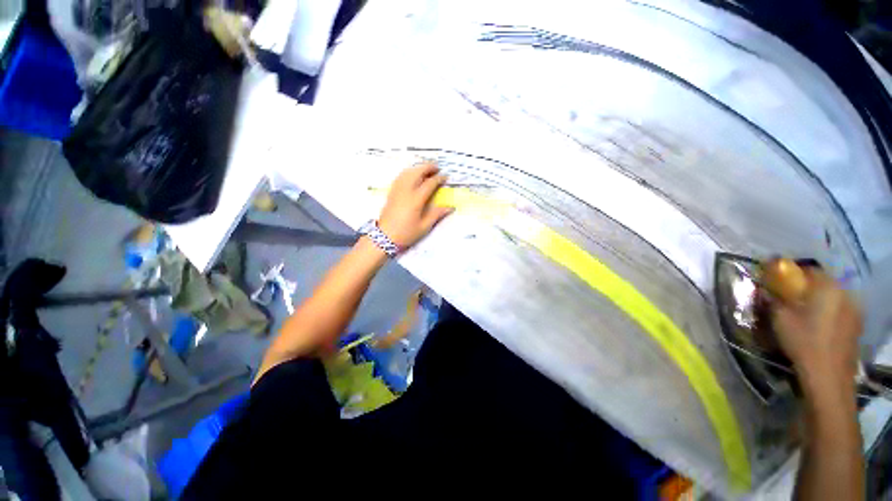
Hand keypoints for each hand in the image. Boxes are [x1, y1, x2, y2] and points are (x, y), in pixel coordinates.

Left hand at [377, 162, 453, 249]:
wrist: (385, 237)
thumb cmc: (406, 233)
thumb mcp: (424, 226)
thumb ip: (437, 214)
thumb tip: (450, 207)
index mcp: (416, 200)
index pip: (429, 183)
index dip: (438, 178)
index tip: (445, 177)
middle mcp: (406, 191)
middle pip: (417, 172)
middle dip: (428, 167)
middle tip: (436, 168)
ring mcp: (397, 190)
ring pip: (407, 172)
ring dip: (418, 168)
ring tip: (426, 169)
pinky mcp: (392, 192)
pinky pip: (400, 176)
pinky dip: (408, 172)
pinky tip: (412, 175)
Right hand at [770, 269, 862, 386]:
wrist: (828, 374)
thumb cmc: (803, 341)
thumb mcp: (780, 317)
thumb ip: (774, 298)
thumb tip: (766, 288)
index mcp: (827, 286)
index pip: (809, 269)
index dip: (792, 273)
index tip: (779, 282)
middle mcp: (845, 292)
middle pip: (823, 283)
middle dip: (806, 288)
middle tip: (790, 299)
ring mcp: (854, 310)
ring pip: (833, 297)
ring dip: (818, 300)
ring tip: (804, 313)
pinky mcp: (856, 324)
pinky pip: (840, 309)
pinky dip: (828, 311)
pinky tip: (818, 325)